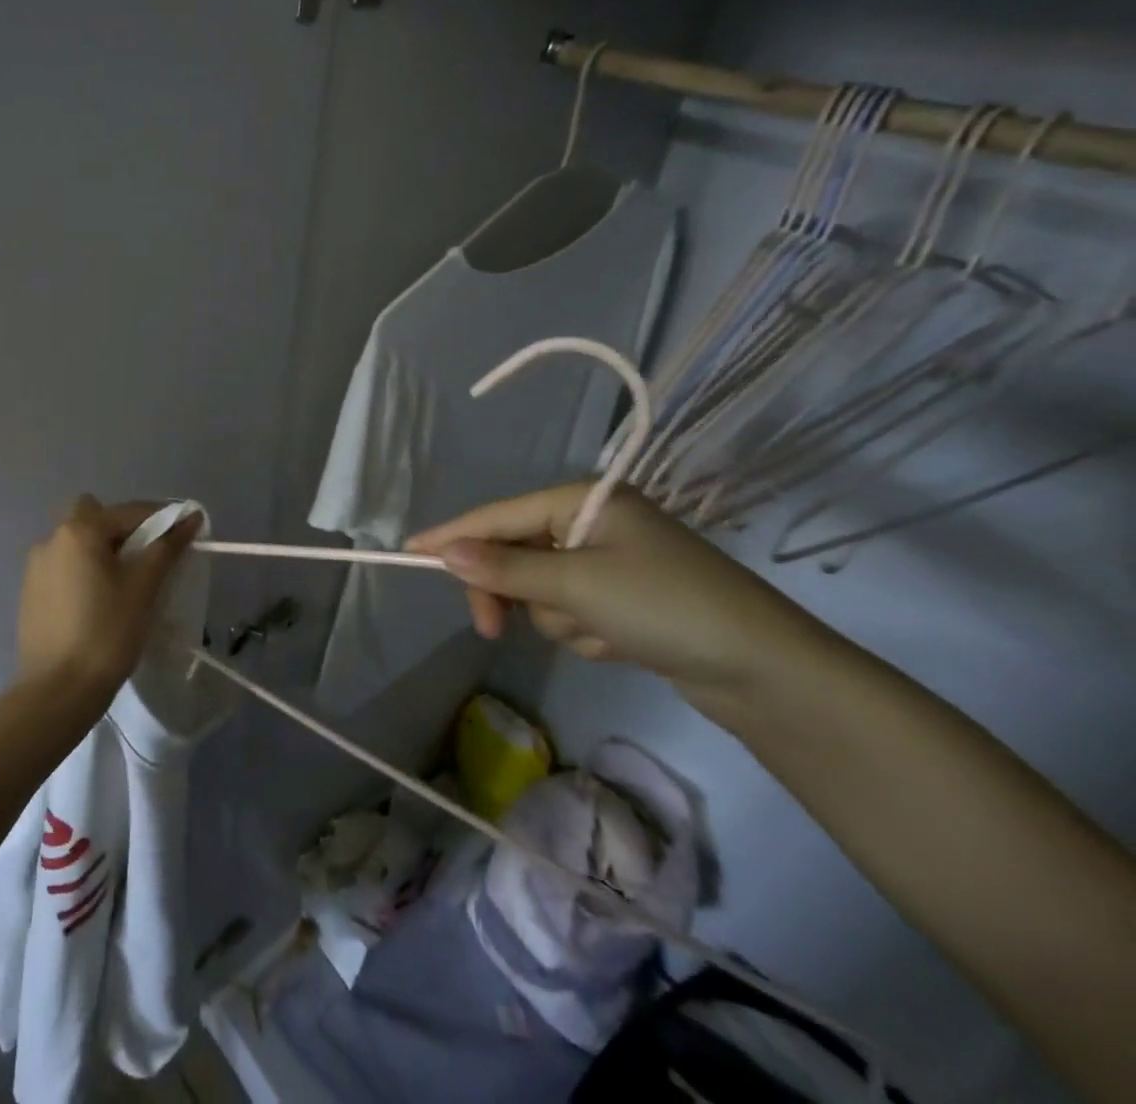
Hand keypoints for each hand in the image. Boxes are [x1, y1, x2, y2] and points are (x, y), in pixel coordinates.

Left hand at [15, 496, 201, 705]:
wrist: (57, 691)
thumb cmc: (107, 633)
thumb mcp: (143, 588)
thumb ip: (167, 547)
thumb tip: (191, 518)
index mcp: (79, 531)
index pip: (130, 511)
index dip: (162, 519)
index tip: (184, 535)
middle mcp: (52, 538)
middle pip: (94, 515)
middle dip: (122, 528)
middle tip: (144, 558)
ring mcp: (36, 565)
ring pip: (76, 541)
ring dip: (101, 549)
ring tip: (124, 583)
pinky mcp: (30, 591)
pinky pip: (64, 565)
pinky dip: (83, 570)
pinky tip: (98, 601)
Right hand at [406, 484, 825, 704]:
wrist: (766, 672)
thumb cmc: (665, 606)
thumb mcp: (576, 586)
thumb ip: (505, 569)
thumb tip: (446, 552)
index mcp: (583, 501)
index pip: (499, 516)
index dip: (453, 536)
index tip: (408, 551)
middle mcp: (593, 522)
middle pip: (516, 555)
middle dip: (513, 593)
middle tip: (494, 630)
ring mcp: (609, 561)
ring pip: (542, 590)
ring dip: (560, 618)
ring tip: (602, 634)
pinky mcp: (623, 598)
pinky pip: (573, 611)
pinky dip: (585, 632)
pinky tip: (620, 644)